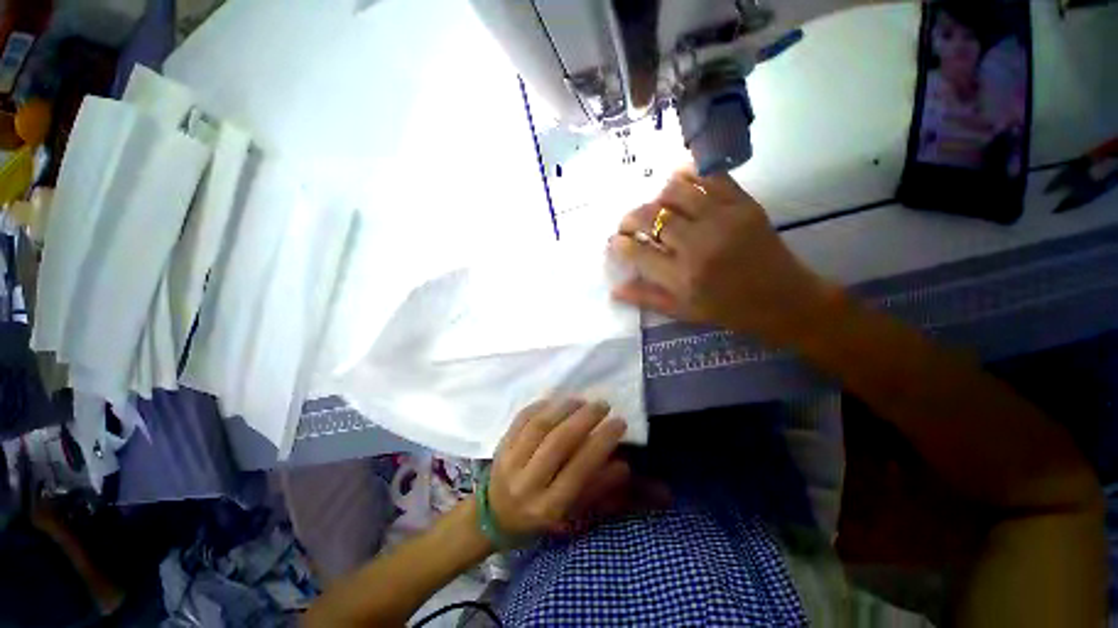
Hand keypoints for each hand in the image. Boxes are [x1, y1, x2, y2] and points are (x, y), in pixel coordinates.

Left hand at [488, 398, 630, 538]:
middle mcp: (527, 484)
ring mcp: (510, 461)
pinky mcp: (501, 444)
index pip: (579, 468)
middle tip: (603, 405)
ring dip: (565, 407)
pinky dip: (542, 405)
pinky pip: (522, 417)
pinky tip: (558, 401)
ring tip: (582, 401)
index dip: (602, 442)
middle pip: (558, 442)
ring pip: (539, 425)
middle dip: (585, 418)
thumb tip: (623, 463)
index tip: (619, 422)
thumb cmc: (540, 518)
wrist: (495, 517)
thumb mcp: (572, 513)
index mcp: (548, 507)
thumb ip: (597, 488)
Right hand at [609, 166, 833, 342]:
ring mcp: (722, 220)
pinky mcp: (743, 204)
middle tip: (628, 224)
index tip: (615, 241)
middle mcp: (698, 245)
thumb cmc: (728, 310)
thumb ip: (646, 298)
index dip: (620, 244)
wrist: (783, 299)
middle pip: (651, 217)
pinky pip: (711, 176)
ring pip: (675, 191)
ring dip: (656, 197)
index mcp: (682, 277)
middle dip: (630, 218)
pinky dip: (689, 173)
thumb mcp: (683, 311)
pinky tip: (678, 180)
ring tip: (654, 207)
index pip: (637, 252)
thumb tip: (614, 289)